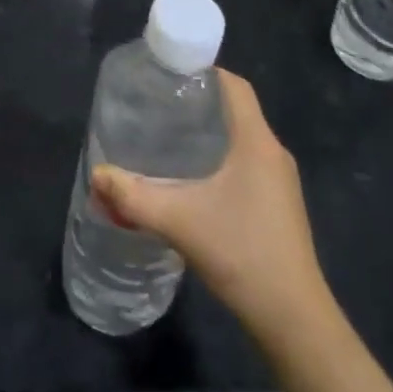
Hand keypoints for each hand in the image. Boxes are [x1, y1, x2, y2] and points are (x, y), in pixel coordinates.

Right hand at [91, 70, 324, 336]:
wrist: (294, 320)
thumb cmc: (242, 253)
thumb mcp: (180, 221)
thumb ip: (135, 196)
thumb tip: (98, 174)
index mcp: (257, 141)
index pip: (235, 86)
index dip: (206, 71)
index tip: (171, 73)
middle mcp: (273, 153)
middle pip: (237, 110)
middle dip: (200, 103)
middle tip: (160, 105)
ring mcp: (281, 182)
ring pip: (243, 140)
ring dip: (211, 133)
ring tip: (171, 137)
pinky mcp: (279, 207)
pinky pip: (248, 164)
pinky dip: (222, 159)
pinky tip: (195, 180)